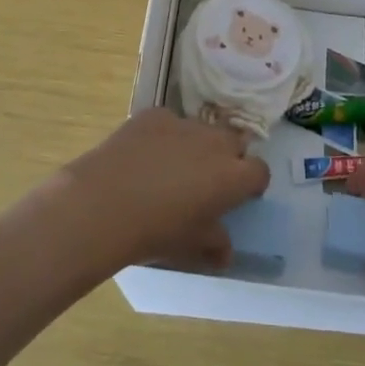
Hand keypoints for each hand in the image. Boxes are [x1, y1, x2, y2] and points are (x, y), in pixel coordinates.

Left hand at [61, 108, 269, 269]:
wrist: (104, 204)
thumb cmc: (156, 232)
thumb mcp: (191, 248)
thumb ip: (215, 245)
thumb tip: (225, 251)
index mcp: (232, 176)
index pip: (260, 172)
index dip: (251, 184)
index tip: (238, 197)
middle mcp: (214, 143)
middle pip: (234, 142)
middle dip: (227, 158)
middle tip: (207, 181)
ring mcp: (183, 123)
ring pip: (201, 130)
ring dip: (196, 145)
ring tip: (171, 168)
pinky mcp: (154, 115)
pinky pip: (169, 122)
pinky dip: (164, 136)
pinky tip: (143, 156)